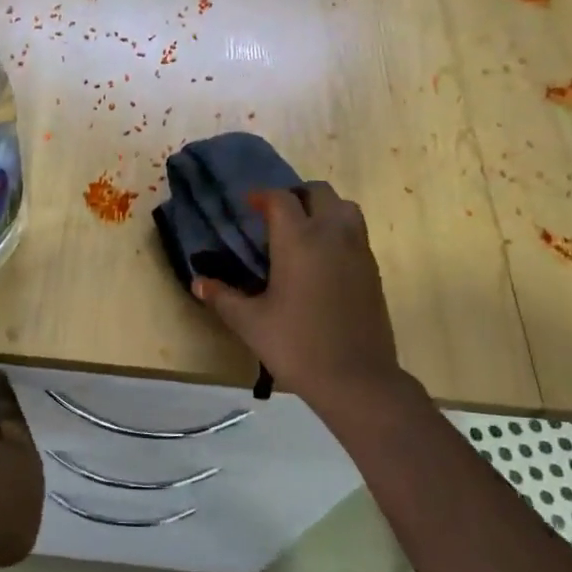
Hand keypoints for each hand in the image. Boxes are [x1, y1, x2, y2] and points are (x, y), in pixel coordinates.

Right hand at [193, 184, 404, 410]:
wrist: (357, 380)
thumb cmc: (297, 346)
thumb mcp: (250, 323)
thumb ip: (222, 297)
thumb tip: (197, 282)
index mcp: (299, 240)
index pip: (281, 199)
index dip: (262, 196)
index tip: (248, 206)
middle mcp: (331, 235)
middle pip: (318, 192)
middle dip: (295, 196)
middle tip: (275, 216)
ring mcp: (358, 250)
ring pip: (344, 207)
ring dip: (322, 208)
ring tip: (303, 231)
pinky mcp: (373, 270)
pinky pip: (356, 232)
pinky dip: (338, 230)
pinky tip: (321, 259)